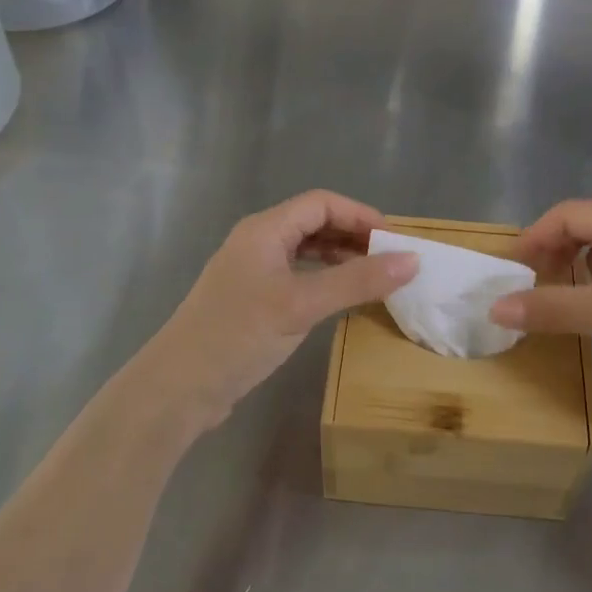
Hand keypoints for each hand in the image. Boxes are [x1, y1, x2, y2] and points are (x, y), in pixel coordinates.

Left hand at [132, 191, 418, 433]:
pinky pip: (296, 275)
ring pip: (305, 251)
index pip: (321, 203)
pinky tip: (340, 298)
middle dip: (353, 236)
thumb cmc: (240, 334)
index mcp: (265, 230)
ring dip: (340, 258)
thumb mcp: (302, 304)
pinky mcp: (251, 300)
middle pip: (313, 223)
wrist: (179, 387)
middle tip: (390, 260)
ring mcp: (252, 271)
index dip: (360, 215)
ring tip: (373, 277)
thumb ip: (357, 281)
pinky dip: (323, 279)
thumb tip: (412, 261)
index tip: (394, 240)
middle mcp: (257, 242)